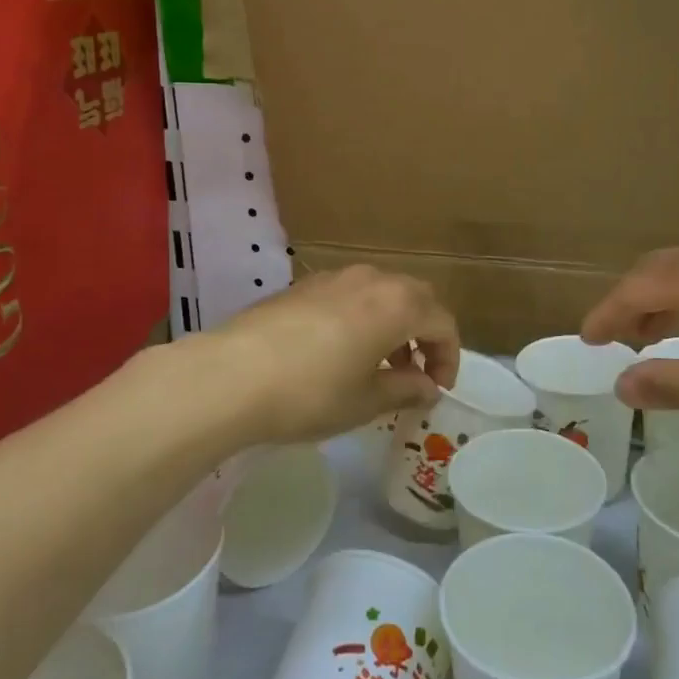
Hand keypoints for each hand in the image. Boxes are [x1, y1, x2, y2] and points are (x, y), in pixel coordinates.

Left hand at [208, 266, 459, 443]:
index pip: (441, 322)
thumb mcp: (366, 401)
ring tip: (379, 363)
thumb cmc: (311, 392)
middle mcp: (370, 280)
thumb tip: (427, 386)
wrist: (230, 375)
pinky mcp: (301, 286)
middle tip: (416, 371)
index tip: (438, 388)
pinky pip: (348, 295)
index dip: (448, 356)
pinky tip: (340, 351)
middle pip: (414, 297)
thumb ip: (405, 389)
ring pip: (380, 292)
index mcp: (397, 304)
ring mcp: (332, 278)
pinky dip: (361, 317)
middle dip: (423, 333)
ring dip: (392, 323)